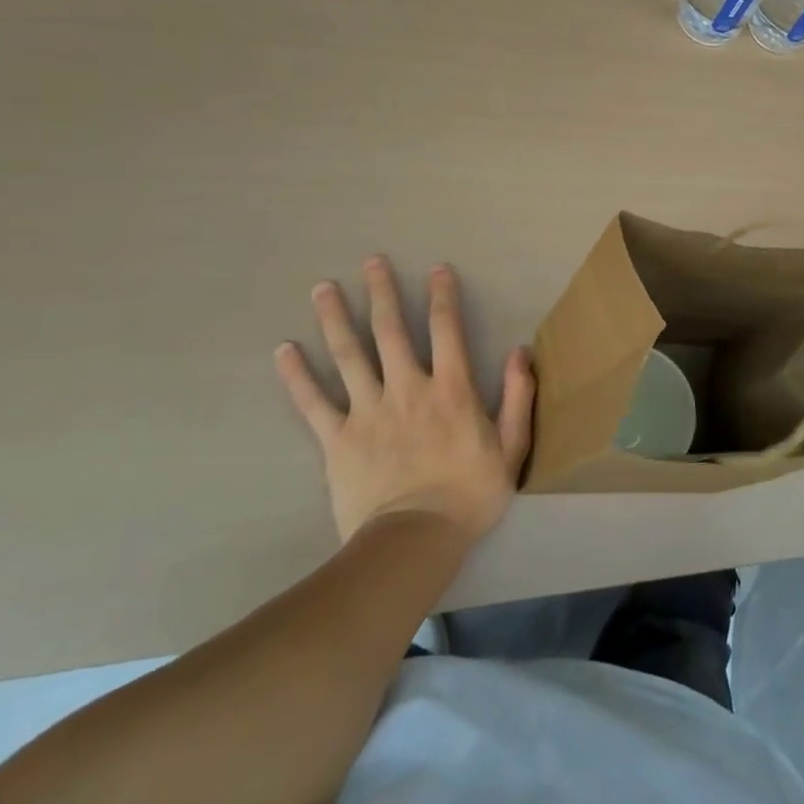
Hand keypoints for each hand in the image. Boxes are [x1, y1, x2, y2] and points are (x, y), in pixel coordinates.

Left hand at [276, 257, 534, 543]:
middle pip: (390, 331)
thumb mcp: (511, 447)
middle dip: (383, 293)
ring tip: (322, 288)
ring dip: (336, 319)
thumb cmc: (470, 494)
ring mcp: (368, 412)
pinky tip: (284, 351)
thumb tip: (520, 352)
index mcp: (451, 389)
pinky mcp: (337, 440)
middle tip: (371, 261)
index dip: (443, 296)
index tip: (437, 269)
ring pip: (348, 356)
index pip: (446, 329)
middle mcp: (407, 388)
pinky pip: (314, 402)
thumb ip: (517, 396)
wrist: (414, 541)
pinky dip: (297, 376)